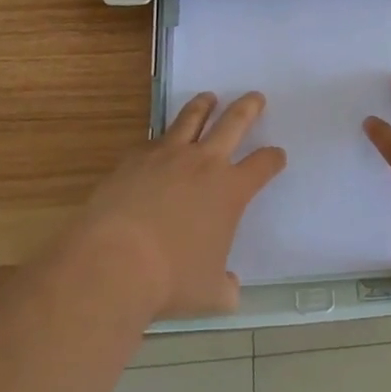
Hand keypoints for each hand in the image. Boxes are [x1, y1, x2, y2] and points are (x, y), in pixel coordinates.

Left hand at [79, 92, 285, 317]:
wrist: (113, 262)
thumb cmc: (170, 280)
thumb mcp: (209, 294)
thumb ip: (225, 287)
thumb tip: (230, 289)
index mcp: (231, 191)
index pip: (263, 164)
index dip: (273, 158)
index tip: (277, 155)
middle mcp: (204, 163)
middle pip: (233, 123)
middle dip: (248, 108)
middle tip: (255, 97)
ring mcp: (167, 156)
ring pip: (191, 118)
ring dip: (204, 106)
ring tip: (208, 98)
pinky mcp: (135, 159)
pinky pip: (154, 141)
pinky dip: (162, 139)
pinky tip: (159, 144)